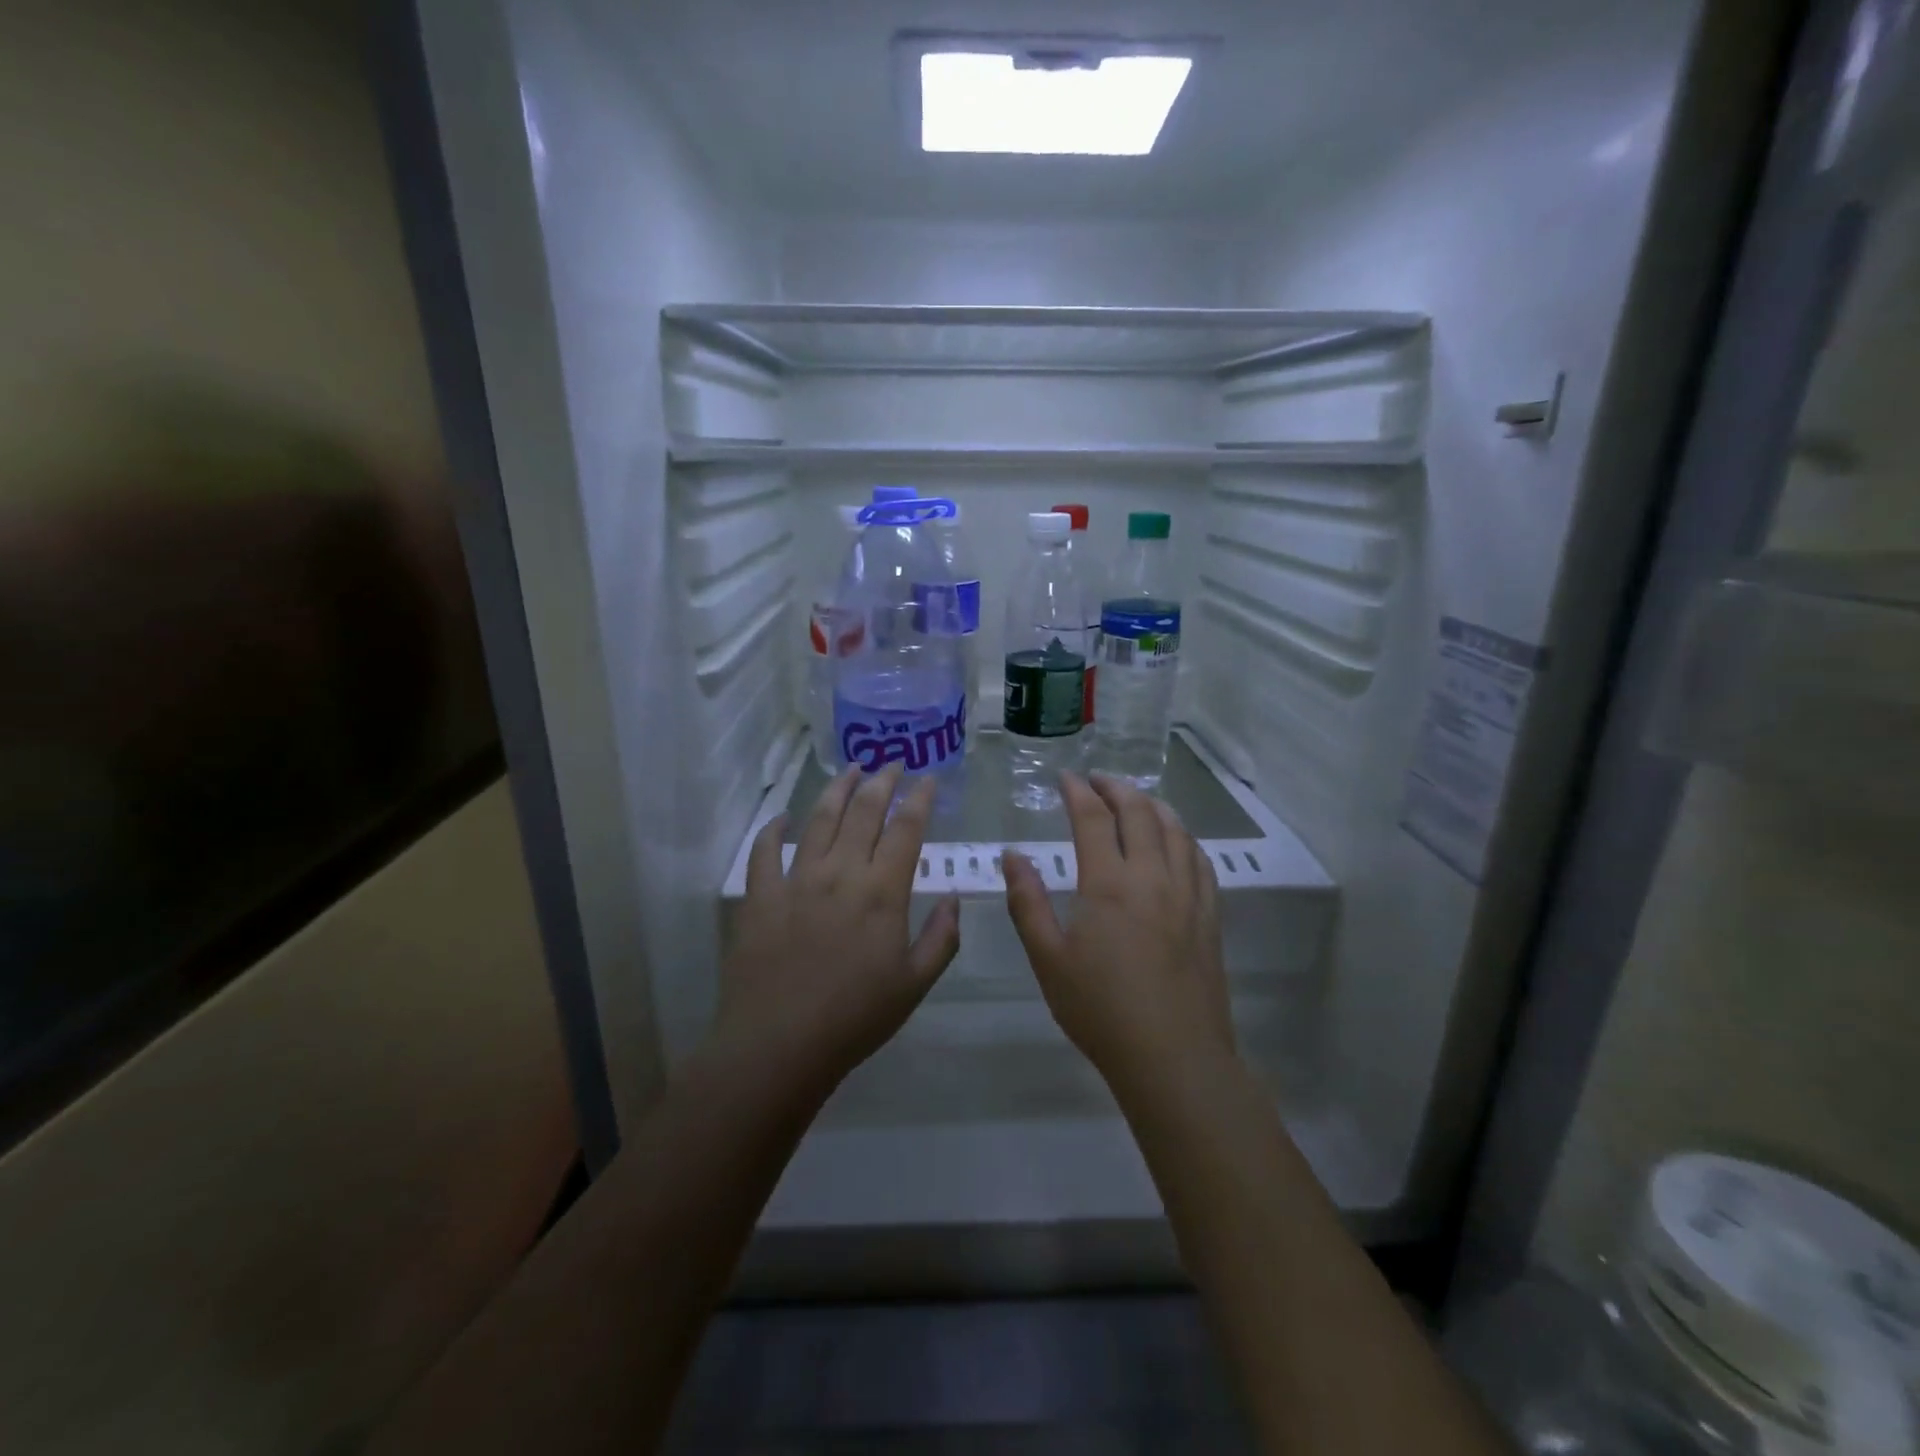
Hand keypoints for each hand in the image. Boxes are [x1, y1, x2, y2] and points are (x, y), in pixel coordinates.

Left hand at [715, 765, 960, 1090]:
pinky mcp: (760, 896)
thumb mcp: (915, 984)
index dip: (919, 799)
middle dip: (881, 782)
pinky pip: (765, 851)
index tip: (928, 779)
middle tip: (891, 763)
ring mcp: (796, 880)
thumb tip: (952, 897)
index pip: (906, 829)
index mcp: (882, 892)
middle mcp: (841, 873)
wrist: (779, 1045)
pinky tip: (782, 818)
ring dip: (837, 790)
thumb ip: (941, 937)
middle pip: (863, 812)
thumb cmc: (855, 1017)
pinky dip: (774, 829)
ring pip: (819, 820)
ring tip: (850, 770)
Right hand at [1004, 773, 1232, 1089]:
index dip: (1078, 792)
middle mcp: (1152, 877)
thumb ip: (1027, 902)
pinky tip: (1176, 841)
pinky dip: (1183, 837)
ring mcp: (1187, 895)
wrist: (1173, 1057)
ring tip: (1136, 799)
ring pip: (1175, 830)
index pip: (1093, 819)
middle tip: (1097, 780)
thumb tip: (1012, 856)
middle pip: (1139, 813)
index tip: (1065, 778)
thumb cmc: (1100, 1010)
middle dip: (1116, 788)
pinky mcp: (1209, 916)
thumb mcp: (1048, 959)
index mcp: (1109, 884)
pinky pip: (1200, 860)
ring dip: (1153, 805)